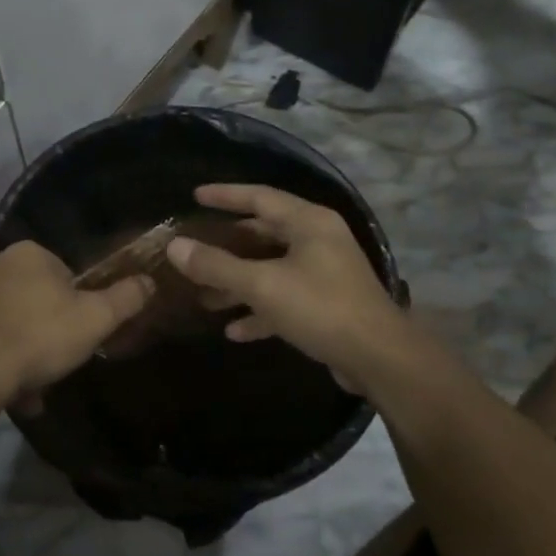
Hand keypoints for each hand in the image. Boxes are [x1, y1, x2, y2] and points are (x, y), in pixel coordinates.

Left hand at [0, 242, 154, 404]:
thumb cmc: (40, 337)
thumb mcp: (95, 319)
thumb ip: (125, 298)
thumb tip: (149, 280)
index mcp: (29, 254)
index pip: (62, 274)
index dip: (74, 306)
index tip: (77, 334)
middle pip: (30, 297)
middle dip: (43, 329)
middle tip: (53, 363)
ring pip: (4, 320)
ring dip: (18, 348)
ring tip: (28, 387)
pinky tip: (2, 388)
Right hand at [164, 184, 406, 394]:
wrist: (379, 359)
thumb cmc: (320, 308)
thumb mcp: (262, 285)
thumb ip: (216, 265)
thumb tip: (175, 246)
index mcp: (309, 222)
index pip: (259, 197)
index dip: (225, 195)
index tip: (195, 196)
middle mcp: (319, 240)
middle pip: (264, 233)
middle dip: (228, 246)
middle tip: (195, 248)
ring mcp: (325, 273)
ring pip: (272, 269)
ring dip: (239, 283)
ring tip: (203, 297)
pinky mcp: (327, 305)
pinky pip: (285, 299)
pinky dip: (260, 310)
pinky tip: (234, 330)